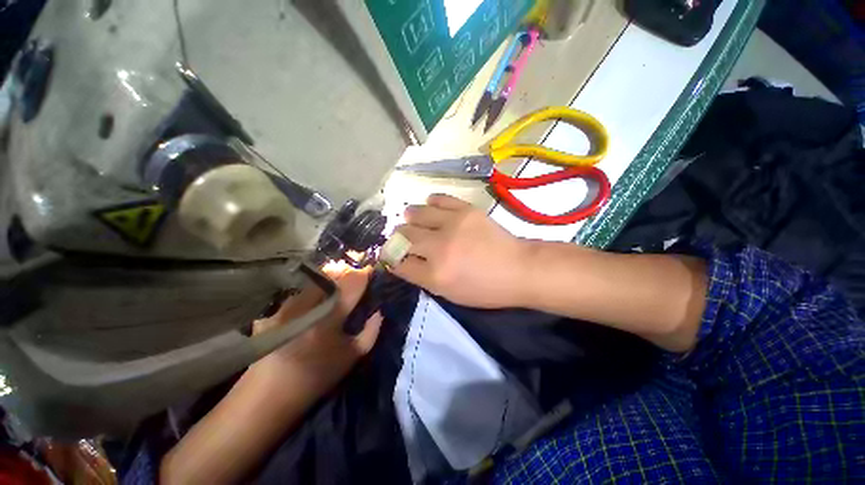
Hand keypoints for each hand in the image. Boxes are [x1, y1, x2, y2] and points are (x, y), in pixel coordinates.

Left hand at [249, 262, 381, 393]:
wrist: (269, 395)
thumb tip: (378, 312)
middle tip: (354, 275)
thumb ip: (371, 331)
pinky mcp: (276, 310)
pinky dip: (312, 291)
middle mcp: (310, 303)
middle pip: (333, 276)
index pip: (353, 283)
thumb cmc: (317, 376)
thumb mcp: (352, 357)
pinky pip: (300, 293)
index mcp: (333, 314)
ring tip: (335, 285)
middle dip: (346, 272)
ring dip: (328, 280)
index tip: (370, 270)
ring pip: (315, 282)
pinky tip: (314, 301)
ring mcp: (290, 305)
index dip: (364, 274)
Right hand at [390, 194, 530, 307]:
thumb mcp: (449, 294)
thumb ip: (422, 277)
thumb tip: (401, 261)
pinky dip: (430, 202)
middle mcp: (438, 247)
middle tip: (402, 239)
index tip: (392, 255)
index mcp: (435, 274)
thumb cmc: (484, 288)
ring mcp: (452, 225)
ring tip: (412, 220)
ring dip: (409, 219)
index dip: (392, 258)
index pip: (399, 262)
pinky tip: (430, 206)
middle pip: (403, 236)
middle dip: (397, 238)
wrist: (518, 268)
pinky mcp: (465, 210)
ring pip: (416, 214)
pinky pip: (439, 198)